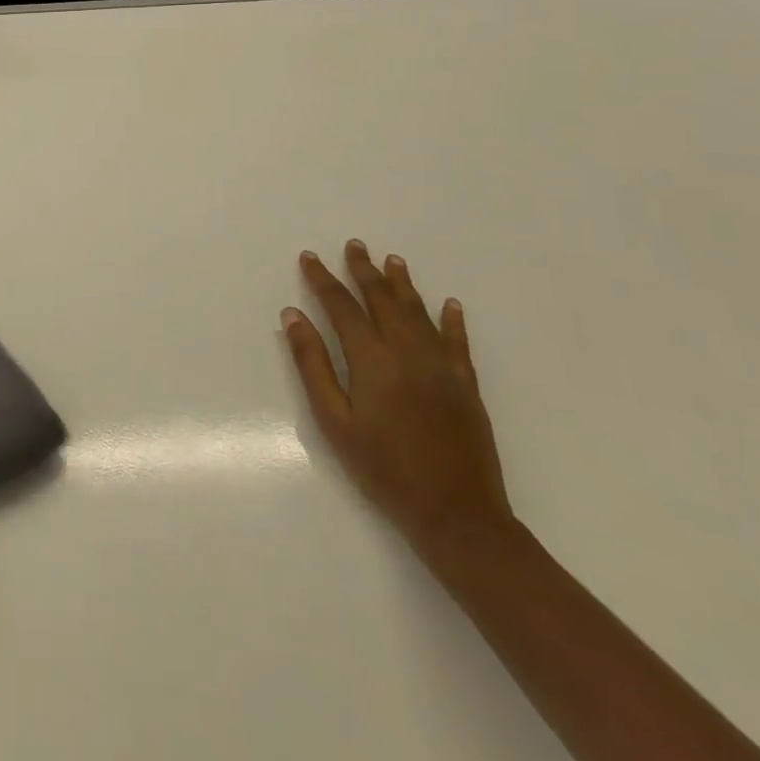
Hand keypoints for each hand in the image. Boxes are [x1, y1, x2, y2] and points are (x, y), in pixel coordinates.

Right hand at [281, 242, 512, 559]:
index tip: (310, 258)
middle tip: (353, 245)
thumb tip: (293, 316)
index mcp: (372, 360)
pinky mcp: (466, 386)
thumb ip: (313, 364)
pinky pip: (458, 342)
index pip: (342, 307)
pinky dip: (452, 320)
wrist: (457, 515)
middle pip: (382, 300)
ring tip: (392, 260)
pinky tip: (449, 304)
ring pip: (419, 313)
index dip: (323, 280)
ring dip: (403, 284)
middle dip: (364, 270)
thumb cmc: (384, 469)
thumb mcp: (334, 421)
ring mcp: (442, 367)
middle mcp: (408, 352)